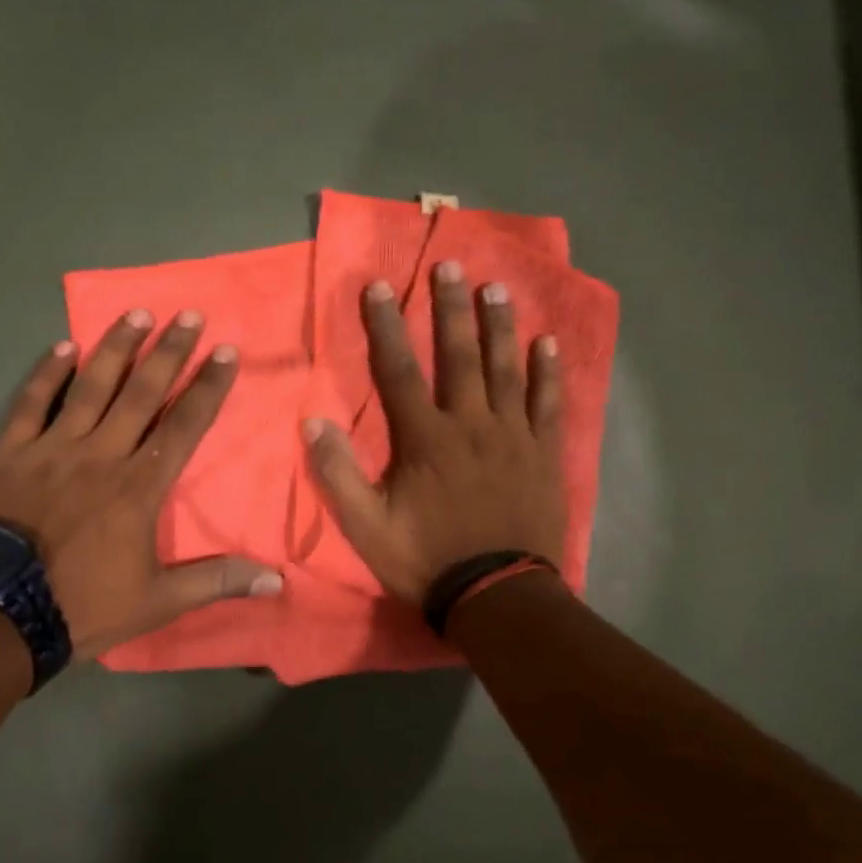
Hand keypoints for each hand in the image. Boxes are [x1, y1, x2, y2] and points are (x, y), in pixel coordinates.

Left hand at [0, 310, 281, 657]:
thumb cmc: (83, 603)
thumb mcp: (158, 600)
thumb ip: (216, 580)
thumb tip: (276, 580)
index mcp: (140, 486)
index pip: (185, 425)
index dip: (208, 387)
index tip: (226, 352)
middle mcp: (102, 454)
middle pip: (143, 393)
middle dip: (170, 352)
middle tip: (189, 315)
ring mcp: (53, 448)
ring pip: (91, 386)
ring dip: (117, 348)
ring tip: (138, 313)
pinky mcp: (11, 453)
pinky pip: (31, 403)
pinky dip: (46, 374)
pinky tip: (63, 346)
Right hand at [304, 261, 565, 603]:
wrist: (498, 597)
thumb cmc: (427, 560)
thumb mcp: (367, 527)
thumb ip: (338, 474)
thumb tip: (312, 423)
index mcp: (425, 438)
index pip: (398, 370)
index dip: (385, 326)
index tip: (379, 285)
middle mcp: (470, 423)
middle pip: (459, 355)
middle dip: (451, 307)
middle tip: (452, 265)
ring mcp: (513, 436)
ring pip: (506, 370)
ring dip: (499, 326)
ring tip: (498, 288)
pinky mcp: (544, 454)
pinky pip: (548, 404)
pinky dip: (549, 373)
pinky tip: (548, 343)